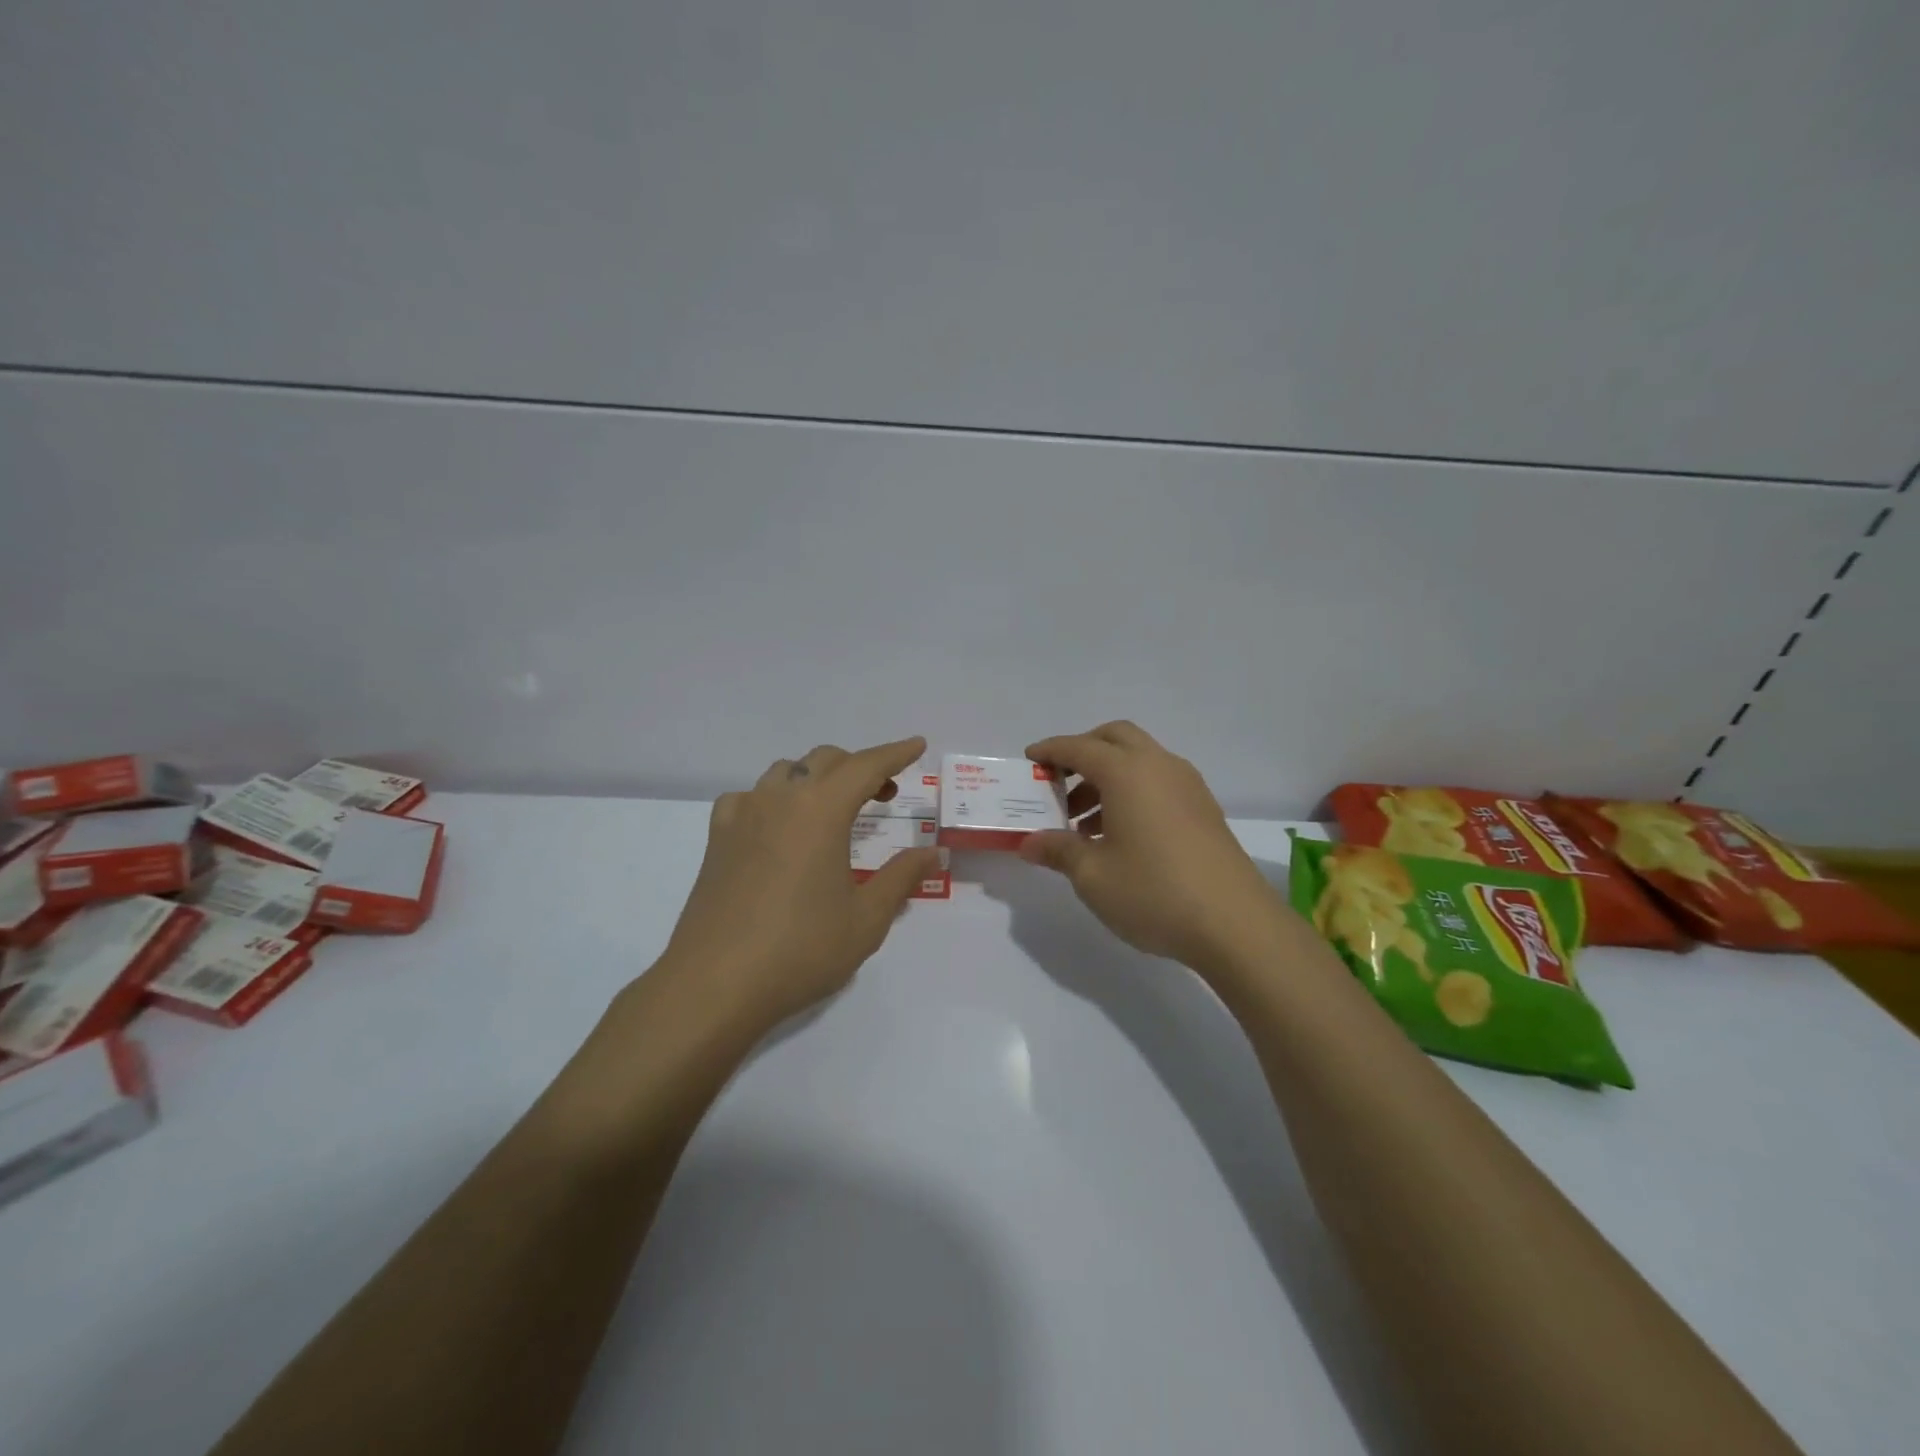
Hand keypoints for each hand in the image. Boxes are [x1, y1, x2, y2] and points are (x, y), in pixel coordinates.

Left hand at [657, 736, 940, 1030]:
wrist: (714, 984)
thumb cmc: (800, 950)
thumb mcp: (866, 919)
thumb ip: (901, 878)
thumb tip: (932, 853)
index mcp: (821, 811)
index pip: (866, 766)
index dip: (895, 753)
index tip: (917, 745)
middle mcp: (780, 799)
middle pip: (825, 760)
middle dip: (859, 767)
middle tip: (883, 793)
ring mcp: (742, 815)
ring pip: (786, 772)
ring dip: (817, 778)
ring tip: (833, 810)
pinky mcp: (717, 838)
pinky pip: (749, 797)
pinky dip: (774, 799)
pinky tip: (778, 828)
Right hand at [1021, 722, 1288, 973]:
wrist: (1235, 924)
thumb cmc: (1153, 892)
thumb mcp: (1092, 875)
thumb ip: (1058, 850)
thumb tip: (1029, 842)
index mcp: (1127, 772)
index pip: (1079, 748)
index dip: (1050, 751)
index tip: (1030, 760)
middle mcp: (1159, 766)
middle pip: (1115, 738)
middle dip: (1083, 751)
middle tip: (1059, 782)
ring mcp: (1187, 785)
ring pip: (1139, 760)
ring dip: (1108, 776)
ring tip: (1083, 823)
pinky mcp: (1204, 808)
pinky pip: (1158, 781)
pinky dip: (1133, 791)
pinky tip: (1120, 834)